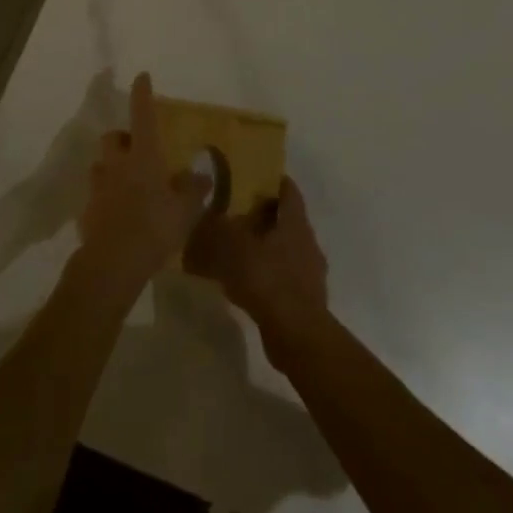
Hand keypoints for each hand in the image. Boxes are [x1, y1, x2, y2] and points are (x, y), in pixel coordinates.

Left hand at [74, 73, 210, 297]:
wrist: (112, 263)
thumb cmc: (154, 228)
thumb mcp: (185, 210)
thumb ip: (193, 189)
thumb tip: (201, 174)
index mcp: (143, 156)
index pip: (142, 115)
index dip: (142, 94)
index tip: (142, 76)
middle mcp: (117, 164)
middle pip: (113, 138)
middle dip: (122, 138)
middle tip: (137, 149)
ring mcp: (98, 187)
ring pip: (101, 165)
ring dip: (111, 167)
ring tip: (127, 183)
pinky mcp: (86, 211)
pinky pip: (96, 195)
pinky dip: (105, 197)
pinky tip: (117, 214)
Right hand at [185, 177, 329, 358]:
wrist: (296, 334)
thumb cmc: (266, 279)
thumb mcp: (231, 247)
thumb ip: (215, 228)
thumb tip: (203, 215)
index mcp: (294, 220)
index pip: (287, 188)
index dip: (270, 180)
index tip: (248, 178)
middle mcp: (307, 240)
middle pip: (285, 218)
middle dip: (262, 215)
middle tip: (234, 214)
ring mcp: (309, 270)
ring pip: (284, 248)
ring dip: (264, 246)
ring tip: (236, 250)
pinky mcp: (305, 297)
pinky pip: (283, 275)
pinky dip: (266, 273)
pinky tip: (245, 283)